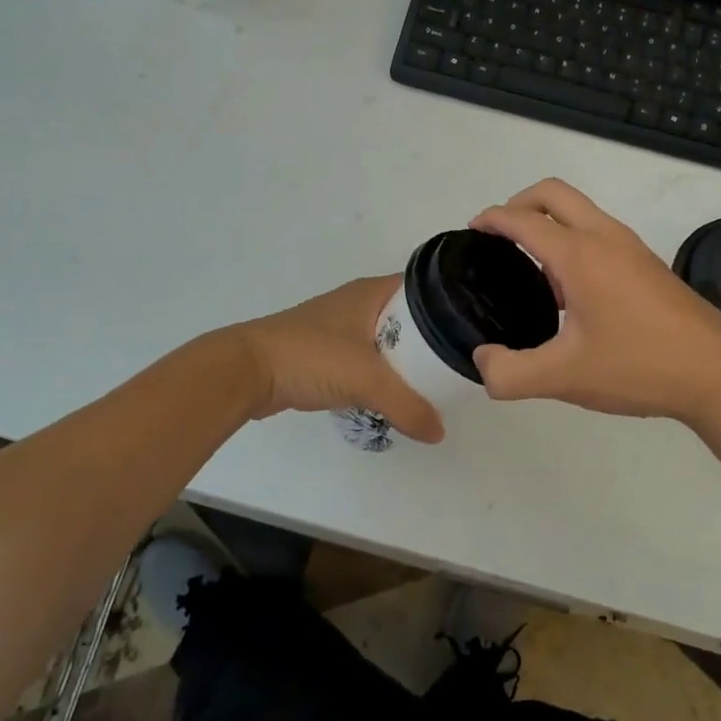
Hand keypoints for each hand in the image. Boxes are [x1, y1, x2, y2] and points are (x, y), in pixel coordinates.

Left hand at [234, 275, 445, 443]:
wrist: (248, 370)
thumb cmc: (312, 357)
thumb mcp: (367, 379)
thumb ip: (407, 406)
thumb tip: (439, 432)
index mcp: (372, 292)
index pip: (424, 288)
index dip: (449, 303)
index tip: (473, 327)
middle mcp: (359, 302)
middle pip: (408, 316)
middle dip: (432, 338)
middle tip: (459, 362)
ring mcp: (340, 327)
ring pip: (387, 339)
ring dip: (406, 358)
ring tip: (435, 380)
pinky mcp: (326, 351)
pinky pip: (367, 358)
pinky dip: (382, 372)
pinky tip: (396, 392)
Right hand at [470, 180, 720, 423]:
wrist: (718, 373)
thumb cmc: (639, 366)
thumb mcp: (564, 378)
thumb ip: (511, 373)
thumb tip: (482, 361)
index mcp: (579, 254)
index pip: (523, 219)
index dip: (491, 218)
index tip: (471, 230)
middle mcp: (604, 237)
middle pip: (553, 193)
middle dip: (519, 202)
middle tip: (499, 238)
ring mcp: (631, 247)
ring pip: (580, 210)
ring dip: (549, 222)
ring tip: (532, 272)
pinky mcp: (647, 263)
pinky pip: (599, 231)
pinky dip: (573, 240)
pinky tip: (571, 294)